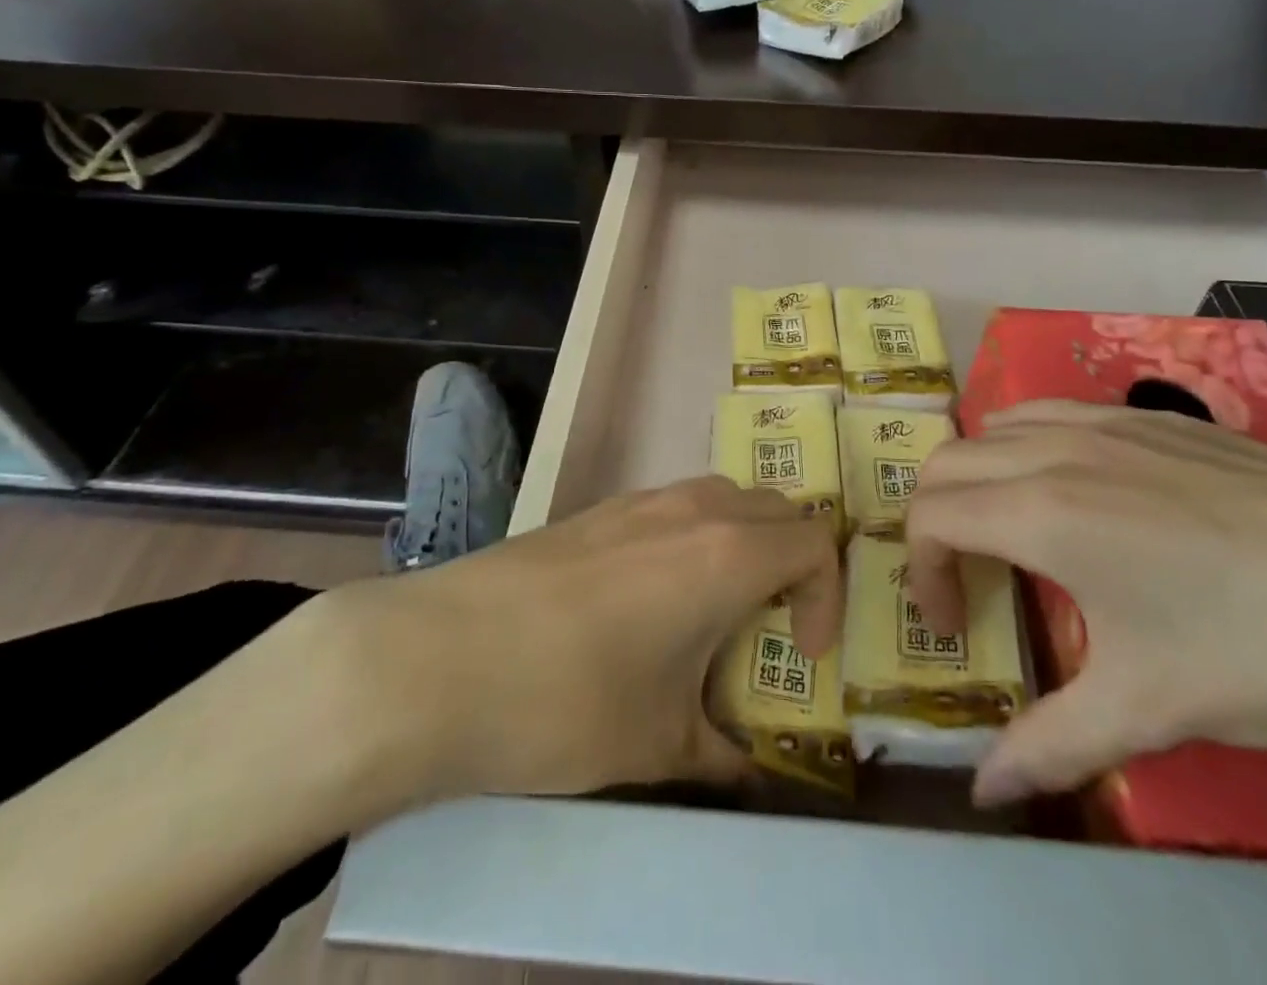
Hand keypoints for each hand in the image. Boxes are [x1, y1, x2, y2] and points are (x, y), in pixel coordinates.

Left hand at [313, 476, 839, 820]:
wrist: (438, 657)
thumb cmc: (567, 700)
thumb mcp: (657, 744)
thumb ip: (720, 752)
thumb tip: (747, 768)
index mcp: (727, 554)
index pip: (817, 543)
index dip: (828, 597)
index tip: (801, 654)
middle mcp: (693, 509)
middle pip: (778, 508)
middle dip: (793, 562)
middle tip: (771, 625)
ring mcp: (641, 500)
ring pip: (724, 498)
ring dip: (744, 543)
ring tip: (714, 611)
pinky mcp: (598, 508)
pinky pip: (675, 506)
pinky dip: (694, 538)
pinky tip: (649, 599)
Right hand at [905, 400, 1266, 809]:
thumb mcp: (1151, 709)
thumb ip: (1051, 745)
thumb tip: (985, 791)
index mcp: (1041, 513)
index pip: (929, 515)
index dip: (921, 572)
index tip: (956, 626)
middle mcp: (1057, 451)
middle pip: (947, 461)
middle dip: (935, 520)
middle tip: (972, 581)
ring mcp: (1108, 423)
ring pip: (998, 425)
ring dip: (980, 474)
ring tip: (1014, 530)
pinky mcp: (1155, 415)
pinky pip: (1057, 413)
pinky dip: (1031, 444)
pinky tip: (1081, 491)